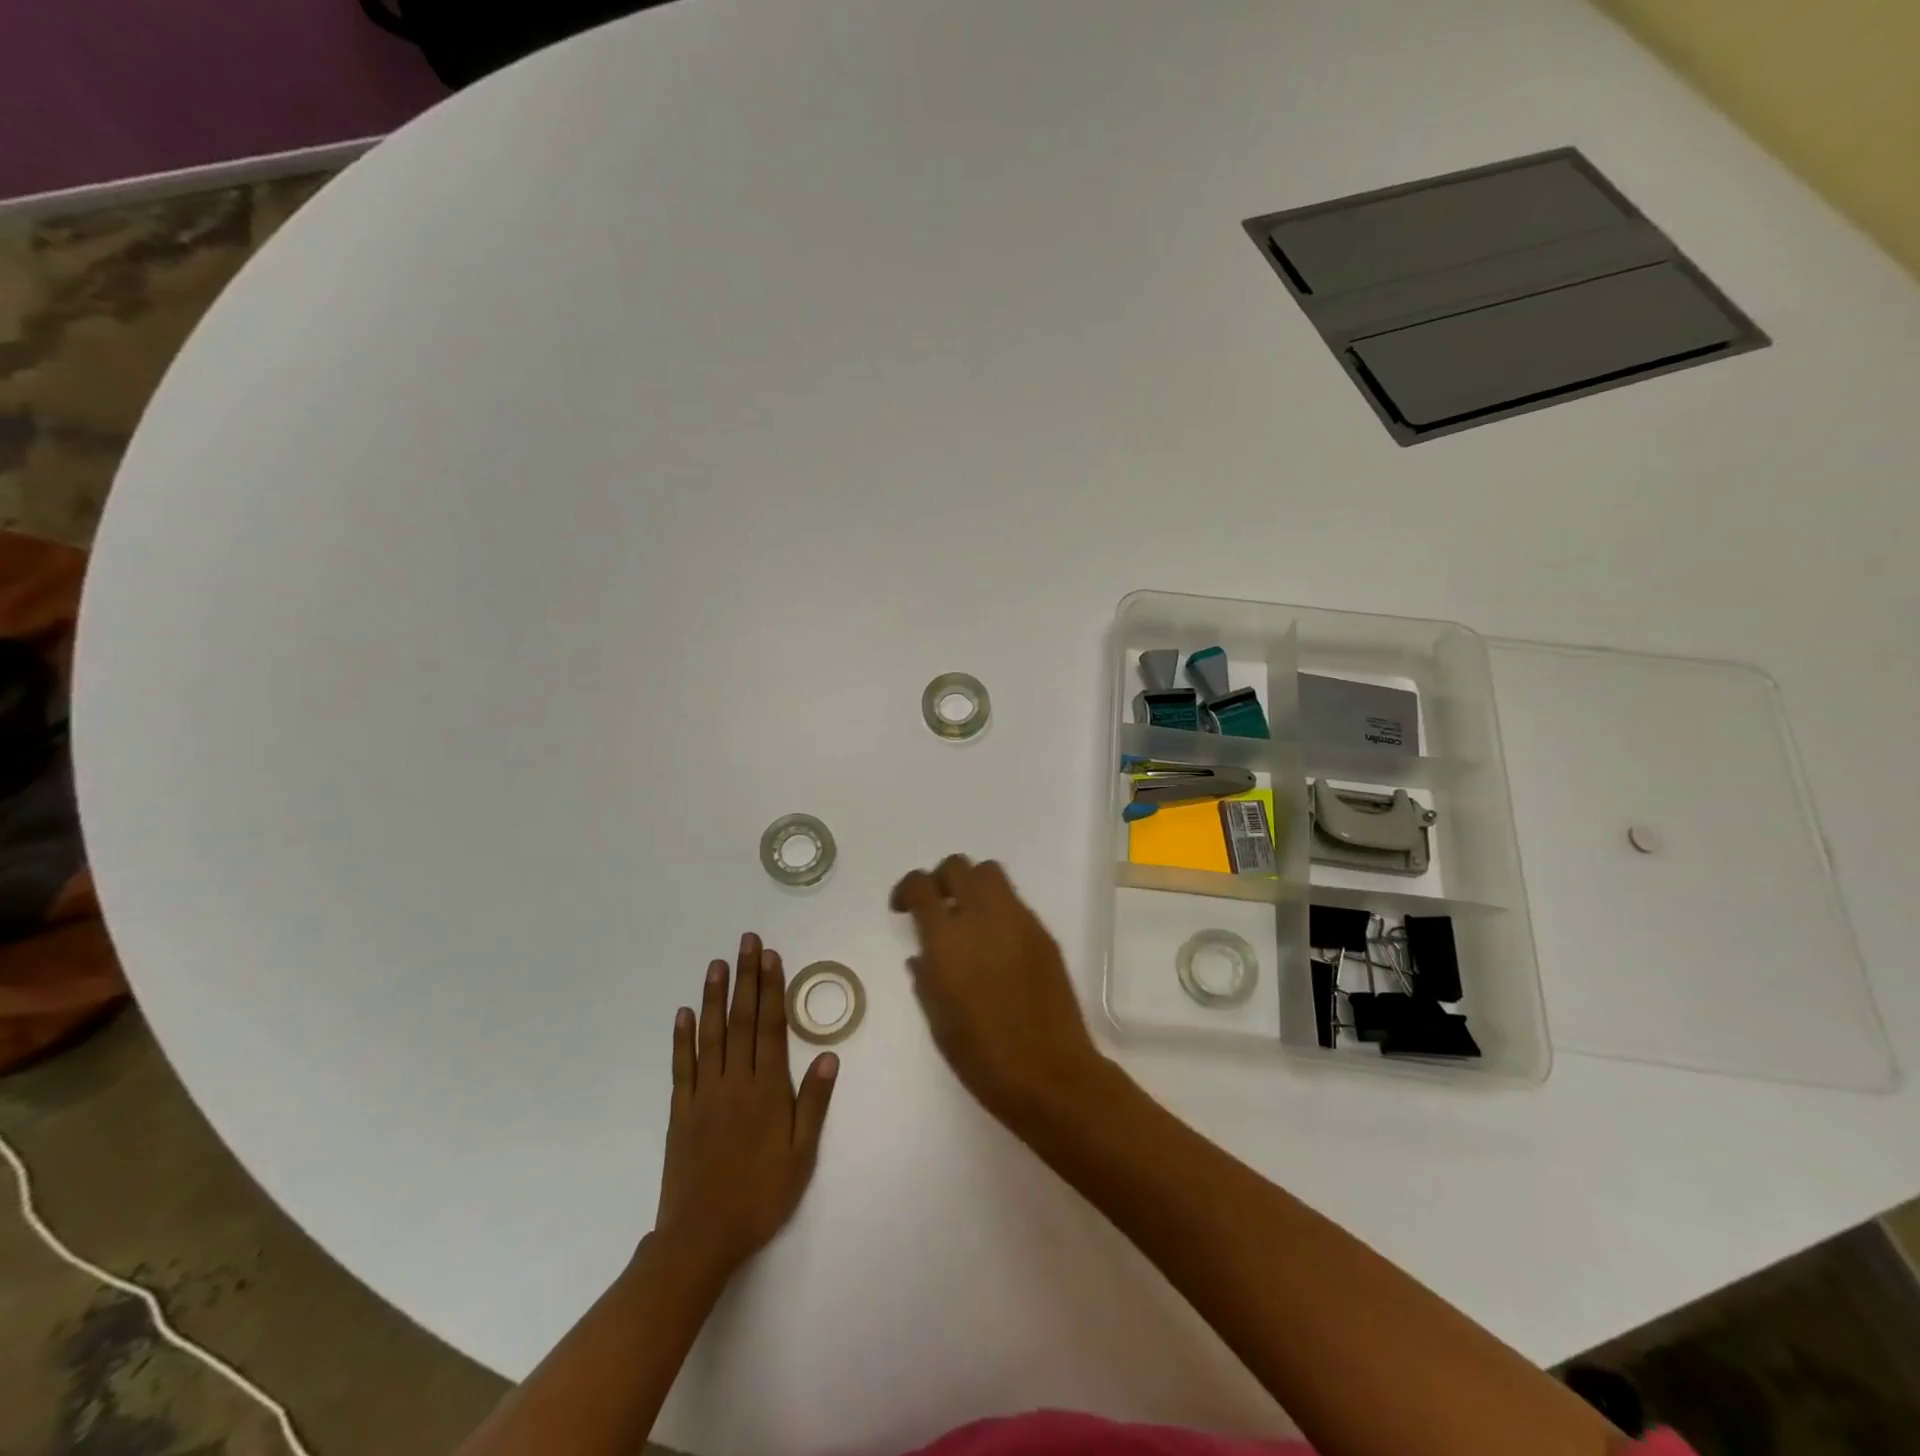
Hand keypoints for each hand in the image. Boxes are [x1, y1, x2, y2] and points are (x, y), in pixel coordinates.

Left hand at [652, 934, 837, 1280]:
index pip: (770, 1027)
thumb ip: (813, 1104)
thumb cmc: (761, 1196)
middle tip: (746, 942)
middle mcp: (735, 1081)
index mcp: (767, 1090)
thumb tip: (827, 1056)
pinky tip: (684, 1013)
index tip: (771, 957)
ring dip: (715, 997)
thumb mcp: (801, 1155)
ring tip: (717, 964)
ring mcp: (704, 1094)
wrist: (702, 1237)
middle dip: (746, 978)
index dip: (771, 989)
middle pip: (742, 1020)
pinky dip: (682, 1038)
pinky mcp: (680, 1111)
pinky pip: (681, 1067)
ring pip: (711, 1035)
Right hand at [890, 855, 1107, 1127]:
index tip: (903, 909)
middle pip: (958, 866)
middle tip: (937, 907)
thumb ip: (926, 977)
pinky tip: (997, 944)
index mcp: (946, 939)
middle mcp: (982, 917)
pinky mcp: (1043, 933)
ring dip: (973, 886)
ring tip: (969, 919)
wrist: (1049, 1073)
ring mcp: (1018, 921)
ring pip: (991, 873)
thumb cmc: (982, 1057)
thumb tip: (922, 955)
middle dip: (941, 879)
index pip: (920, 885)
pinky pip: (1015, 903)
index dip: (906, 889)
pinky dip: (999, 909)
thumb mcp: (937, 1020)